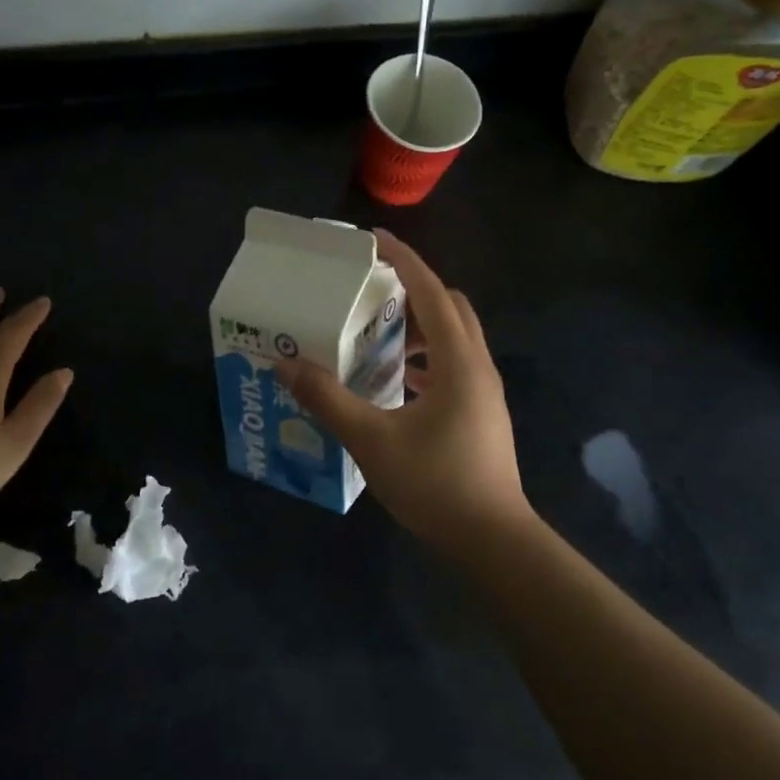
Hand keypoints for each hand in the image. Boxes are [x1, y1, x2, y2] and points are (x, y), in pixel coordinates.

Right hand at [276, 232, 531, 543]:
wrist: (493, 540)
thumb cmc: (436, 484)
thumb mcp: (372, 440)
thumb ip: (328, 399)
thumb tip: (285, 364)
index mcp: (458, 361)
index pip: (431, 291)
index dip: (403, 260)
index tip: (373, 240)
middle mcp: (478, 366)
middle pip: (449, 307)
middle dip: (412, 291)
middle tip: (371, 293)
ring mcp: (484, 391)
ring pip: (454, 338)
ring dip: (419, 327)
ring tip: (376, 336)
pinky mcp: (482, 413)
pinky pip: (454, 366)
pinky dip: (426, 358)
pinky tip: (397, 382)